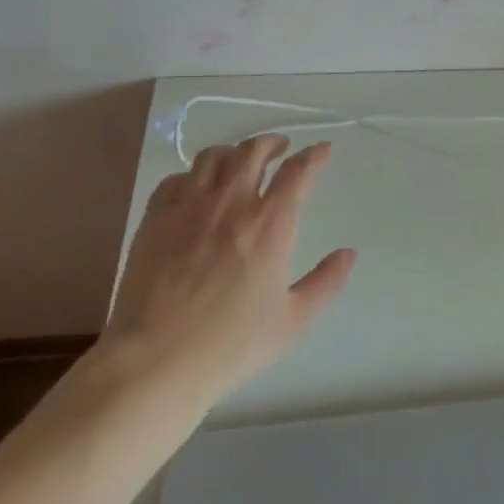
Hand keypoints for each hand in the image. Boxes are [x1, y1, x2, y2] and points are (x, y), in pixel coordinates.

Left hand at [98, 136, 355, 408]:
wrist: (154, 361)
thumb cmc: (231, 345)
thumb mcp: (293, 321)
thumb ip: (326, 282)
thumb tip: (348, 254)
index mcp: (270, 224)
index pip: (297, 172)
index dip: (314, 156)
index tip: (322, 150)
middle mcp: (231, 204)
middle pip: (252, 151)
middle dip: (272, 143)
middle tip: (281, 148)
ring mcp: (188, 208)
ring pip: (212, 157)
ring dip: (233, 153)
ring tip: (240, 162)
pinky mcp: (155, 219)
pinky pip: (176, 179)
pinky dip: (194, 175)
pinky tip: (197, 189)